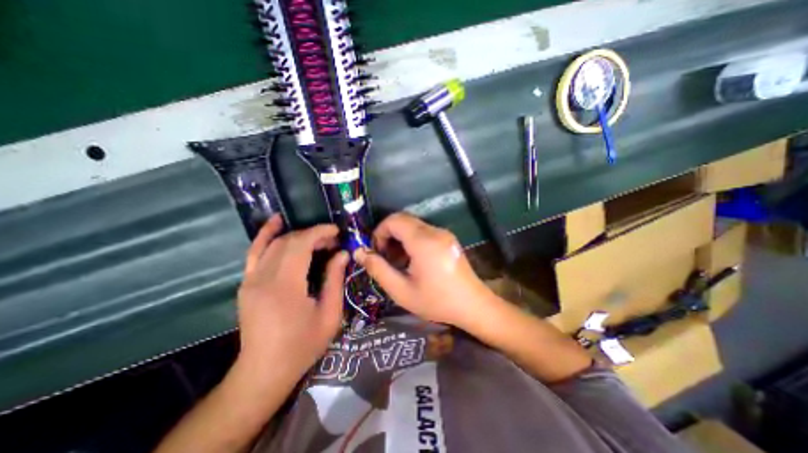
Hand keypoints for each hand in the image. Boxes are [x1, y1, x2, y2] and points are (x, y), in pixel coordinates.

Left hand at [234, 215, 345, 379]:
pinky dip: (266, 234)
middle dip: (313, 234)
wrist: (264, 371)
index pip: (300, 245)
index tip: (337, 232)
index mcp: (285, 287)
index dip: (320, 232)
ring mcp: (250, 280)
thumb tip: (342, 254)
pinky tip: (276, 222)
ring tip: (316, 236)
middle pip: (288, 242)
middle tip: (332, 240)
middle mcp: (263, 279)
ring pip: (273, 244)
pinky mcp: (246, 283)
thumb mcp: (329, 314)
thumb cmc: (302, 345)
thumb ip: (334, 280)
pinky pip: (255, 252)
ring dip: (297, 234)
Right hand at [355, 212, 496, 328]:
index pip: (394, 220)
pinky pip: (424, 232)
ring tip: (398, 262)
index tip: (376, 252)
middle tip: (385, 258)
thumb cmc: (436, 301)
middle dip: (389, 235)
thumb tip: (359, 252)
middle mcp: (435, 231)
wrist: (473, 305)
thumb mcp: (401, 290)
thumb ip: (378, 269)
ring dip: (400, 238)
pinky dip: (412, 240)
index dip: (379, 232)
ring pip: (414, 225)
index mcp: (423, 241)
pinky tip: (413, 261)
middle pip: (404, 220)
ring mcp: (444, 234)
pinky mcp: (448, 239)